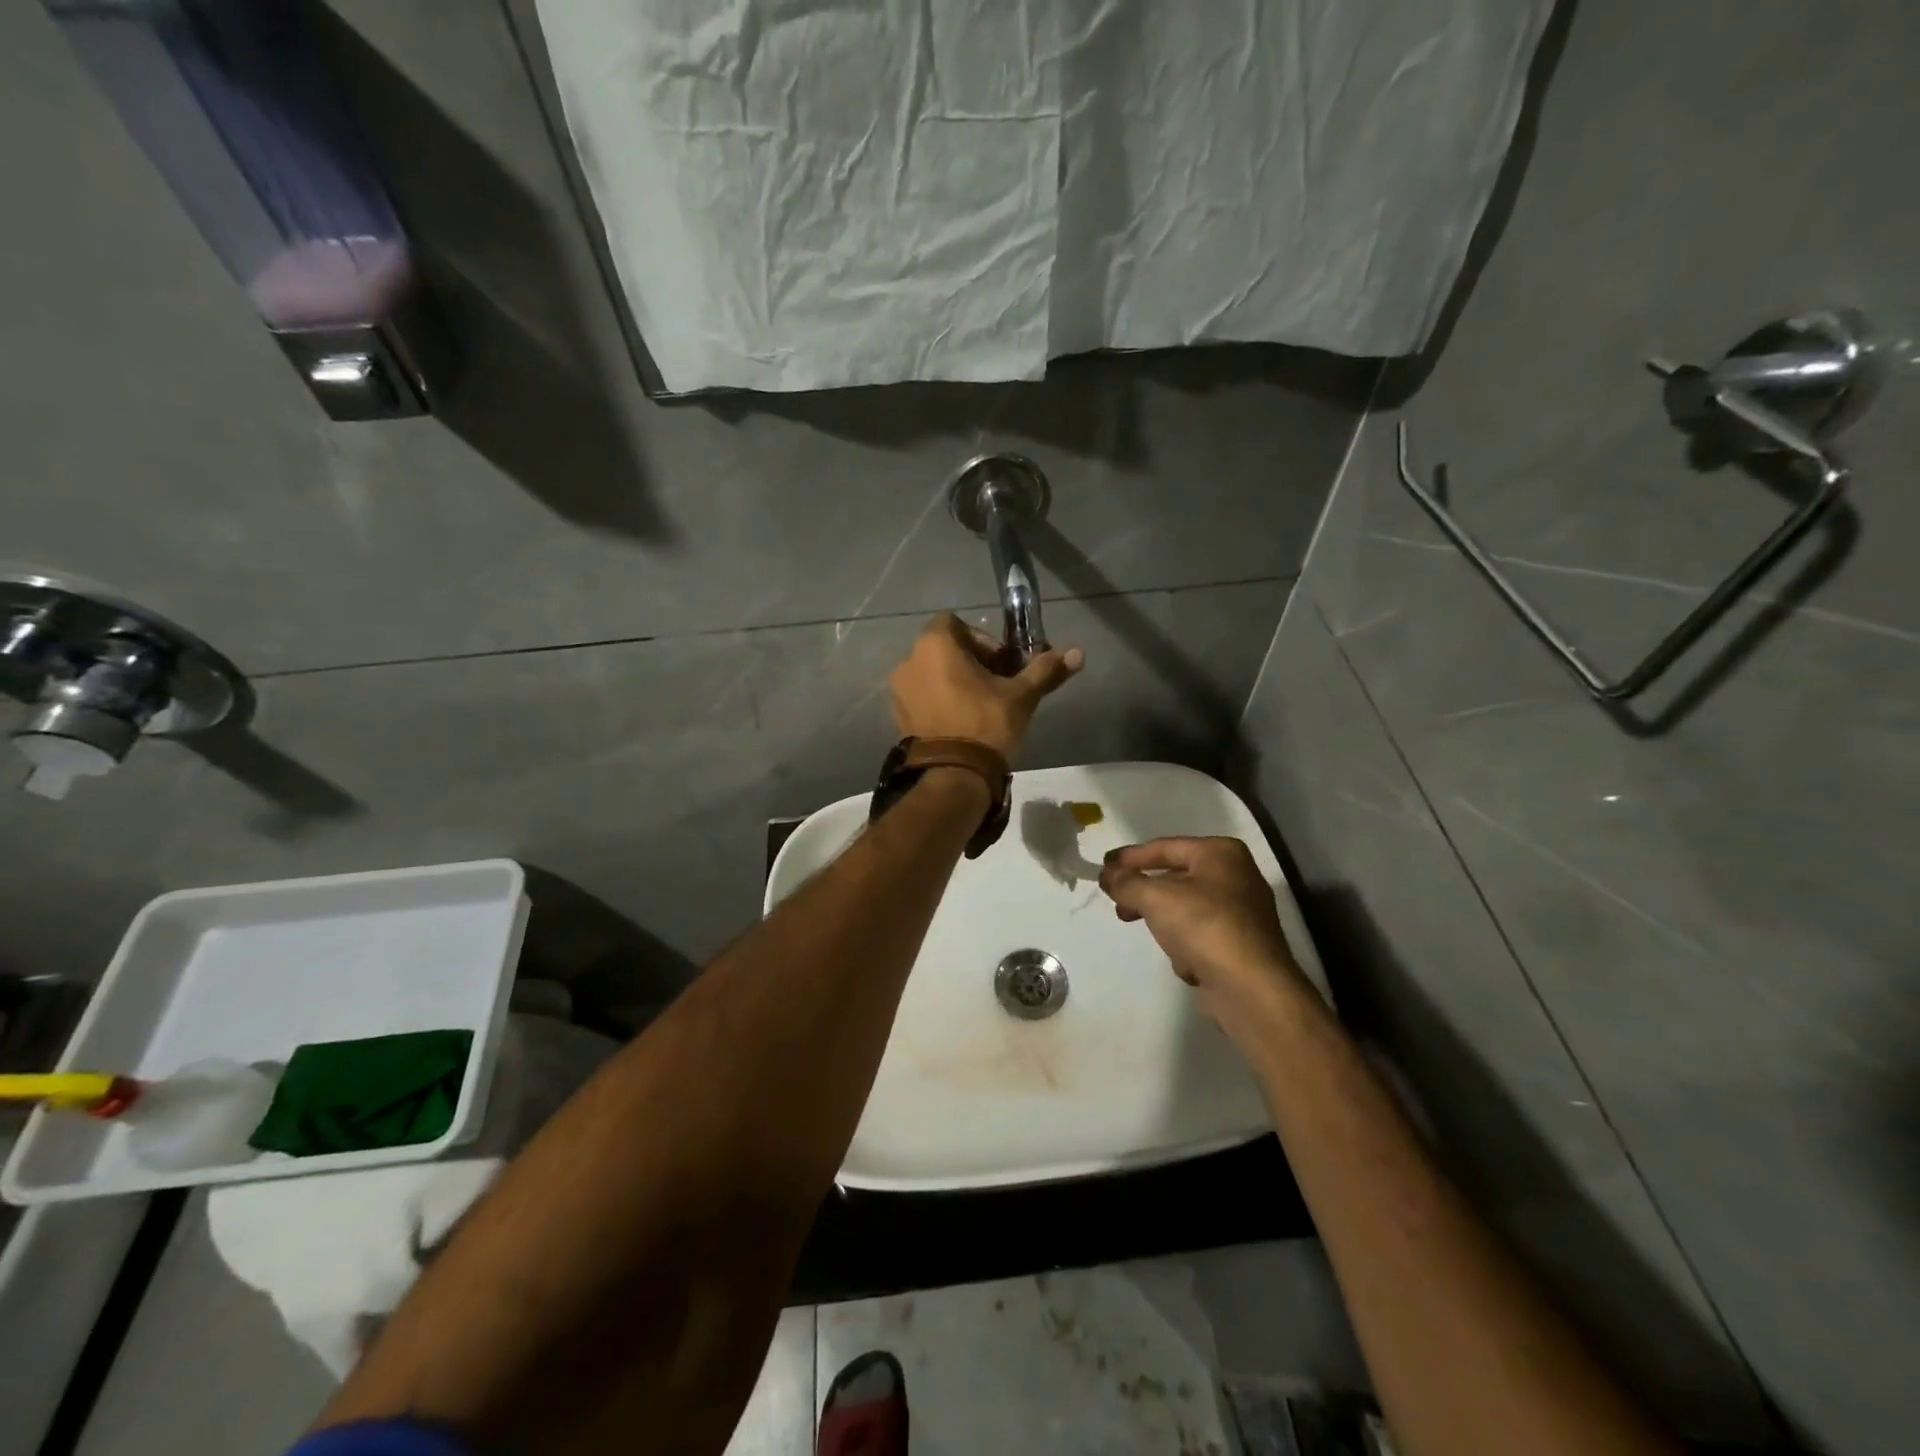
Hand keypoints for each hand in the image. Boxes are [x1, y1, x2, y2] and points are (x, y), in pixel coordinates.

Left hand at [889, 614, 1082, 759]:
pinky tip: (962, 723)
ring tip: (981, 707)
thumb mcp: (1021, 696)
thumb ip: (1045, 670)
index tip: (1002, 663)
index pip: (955, 623)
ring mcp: (899, 691)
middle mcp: (910, 661)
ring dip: (955, 682)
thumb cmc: (986, 724)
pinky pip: (922, 697)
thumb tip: (1078, 653)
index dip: (982, 638)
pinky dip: (940, 702)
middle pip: (944, 649)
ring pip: (932, 674)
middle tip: (997, 686)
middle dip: (972, 662)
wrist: (952, 776)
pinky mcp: (898, 717)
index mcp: (935, 645)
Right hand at [1099, 837, 1303, 1013]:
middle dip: (1143, 889)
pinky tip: (1182, 960)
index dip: (1130, 857)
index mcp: (1221, 853)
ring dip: (1162, 917)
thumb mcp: (1155, 897)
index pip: (1165, 847)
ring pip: (1186, 906)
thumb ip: (1126, 882)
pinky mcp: (1242, 944)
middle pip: (1176, 876)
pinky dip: (1186, 943)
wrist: (1251, 988)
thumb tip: (1107, 875)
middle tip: (1115, 899)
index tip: (1103, 866)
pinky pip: (1201, 933)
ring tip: (1138, 925)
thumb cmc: (1204, 926)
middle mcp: (1237, 875)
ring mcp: (1243, 911)